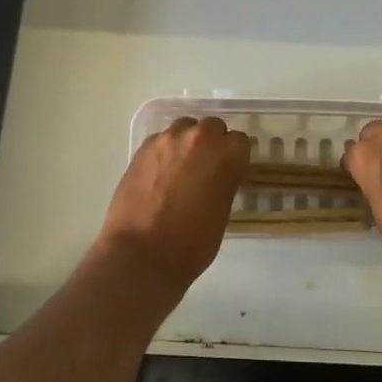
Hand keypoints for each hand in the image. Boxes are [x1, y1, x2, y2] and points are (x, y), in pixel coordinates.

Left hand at [98, 117, 250, 292]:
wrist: (142, 255)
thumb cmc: (192, 244)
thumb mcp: (222, 213)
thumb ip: (223, 183)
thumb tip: (217, 177)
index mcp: (226, 155)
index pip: (240, 141)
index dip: (234, 157)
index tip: (229, 172)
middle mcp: (199, 138)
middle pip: (212, 127)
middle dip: (211, 143)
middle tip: (205, 169)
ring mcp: (167, 140)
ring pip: (184, 128)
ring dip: (186, 143)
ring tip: (180, 169)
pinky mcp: (143, 148)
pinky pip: (161, 140)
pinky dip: (164, 152)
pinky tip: (159, 175)